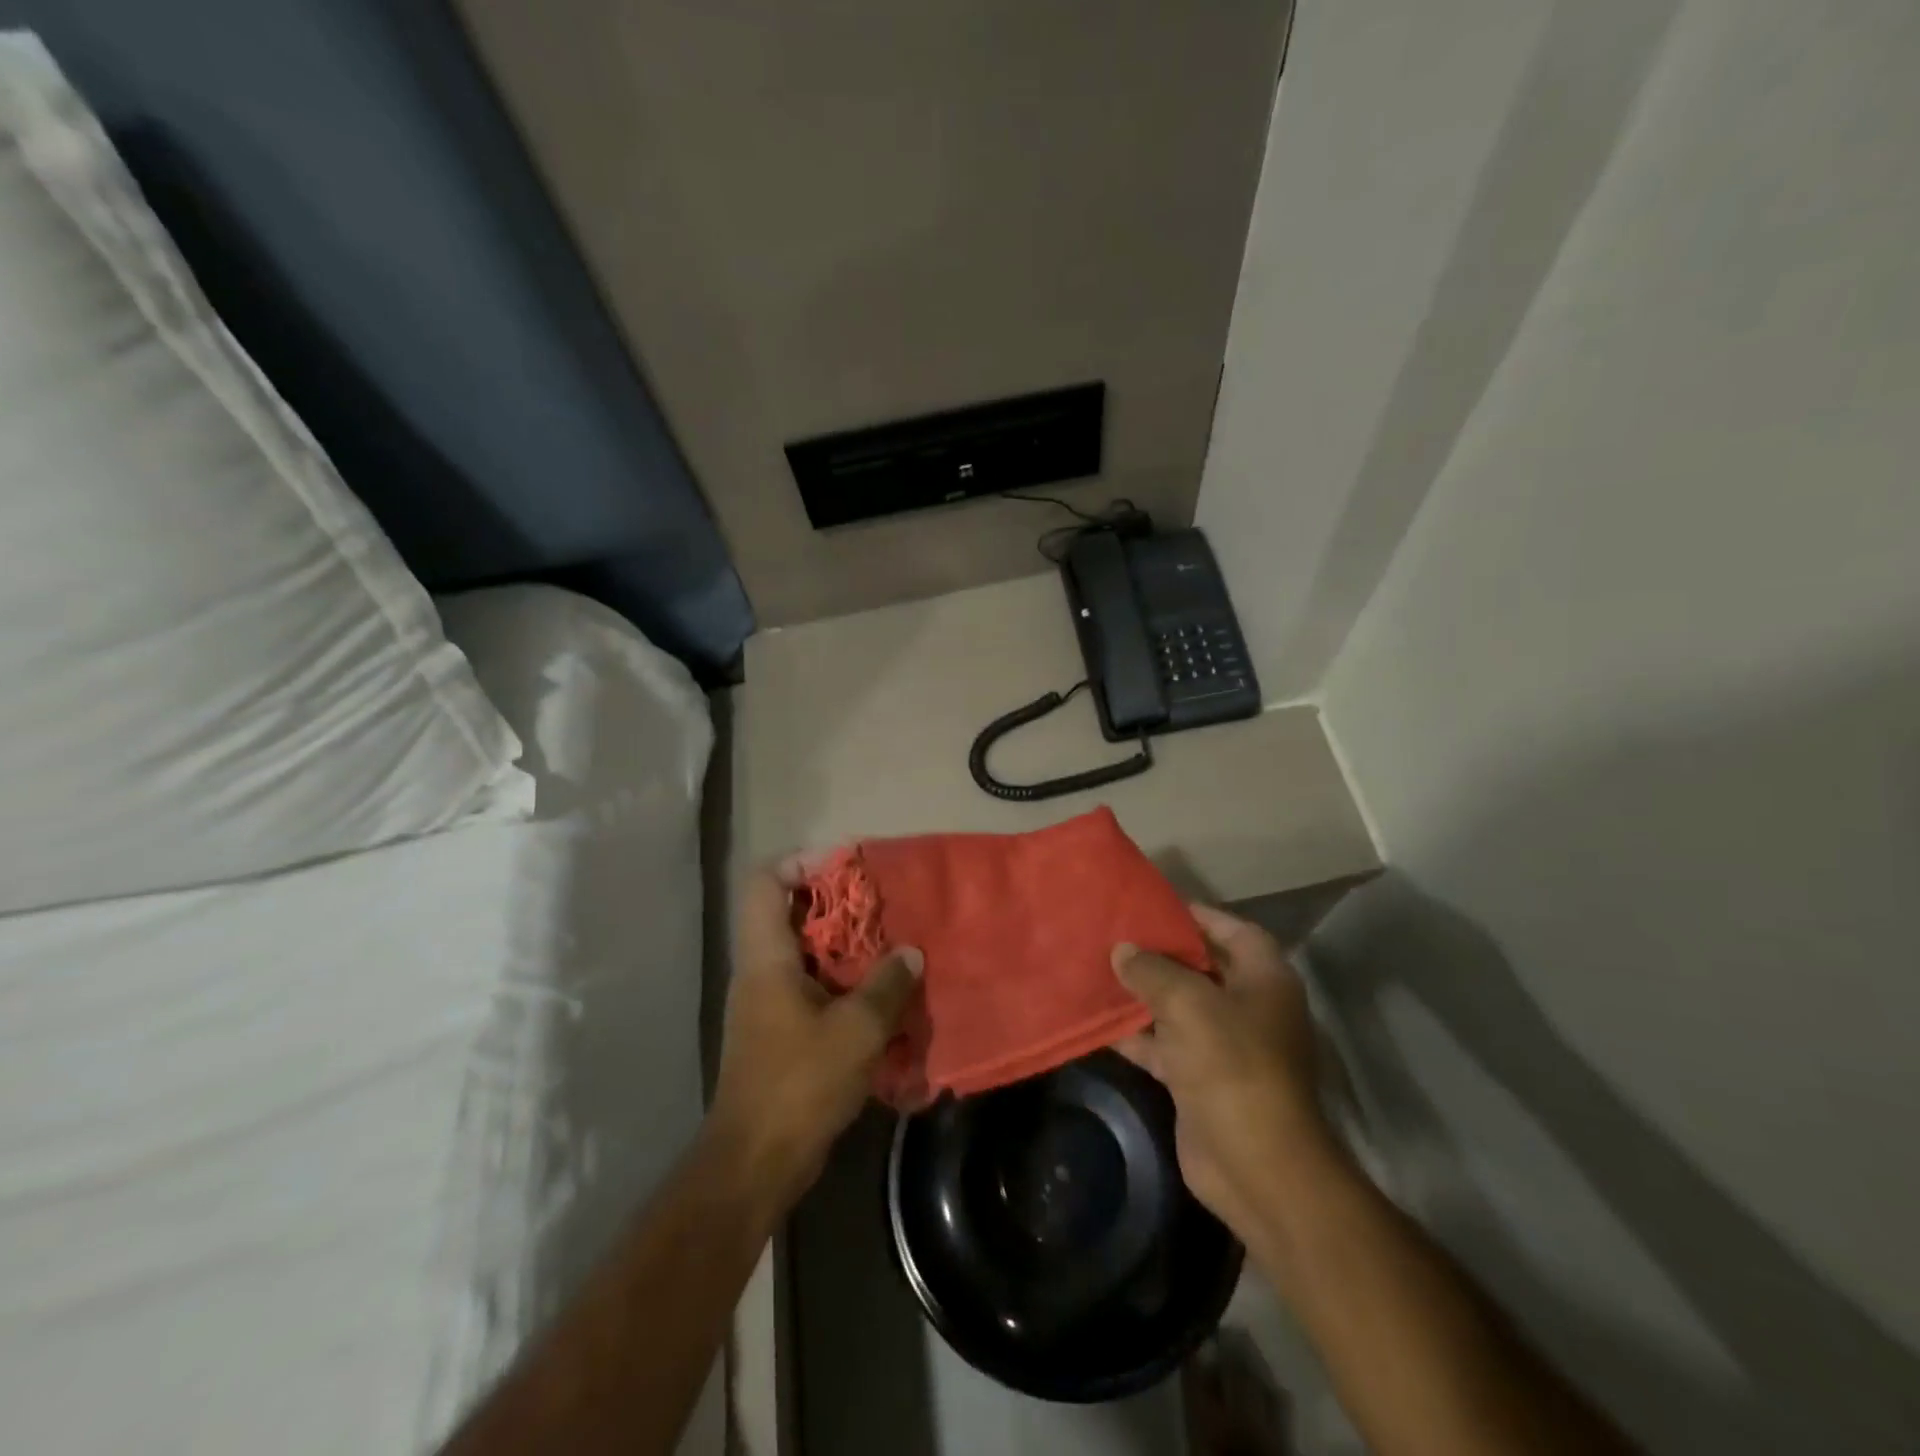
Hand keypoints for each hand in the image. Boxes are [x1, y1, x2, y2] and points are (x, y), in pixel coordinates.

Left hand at [706, 859, 921, 1213]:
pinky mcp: (781, 1031)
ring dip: (846, 946)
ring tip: (891, 946)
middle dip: (836, 904)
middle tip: (882, 906)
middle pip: (789, 913)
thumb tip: (910, 952)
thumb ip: (887, 985)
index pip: (764, 883)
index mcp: (767, 958)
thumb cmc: (799, 1084)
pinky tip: (882, 995)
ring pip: (805, 952)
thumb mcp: (856, 1030)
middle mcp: (761, 971)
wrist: (756, 1161)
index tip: (846, 868)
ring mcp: (768, 1002)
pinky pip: (813, 986)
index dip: (800, 863)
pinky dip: (844, 982)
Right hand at [1112, 904, 1331, 1239]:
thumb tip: (1122, 949)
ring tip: (1098, 969)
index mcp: (1263, 979)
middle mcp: (1248, 1007)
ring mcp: (1224, 1046)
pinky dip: (1137, 1034)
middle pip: (1201, 968)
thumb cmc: (1232, 1065)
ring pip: (1178, 1007)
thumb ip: (1151, 969)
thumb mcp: (1188, 1003)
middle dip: (1160, 953)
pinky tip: (1099, 1020)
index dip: (1196, 915)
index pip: (1232, 930)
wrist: (1255, 1165)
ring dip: (1143, 994)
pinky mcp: (1200, 1079)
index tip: (1151, 906)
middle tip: (1114, 935)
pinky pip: (1164, 1045)